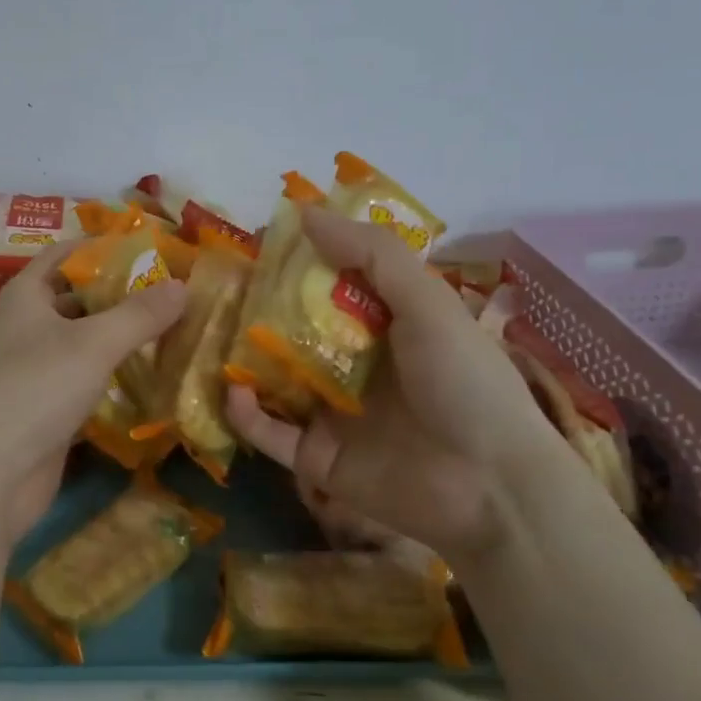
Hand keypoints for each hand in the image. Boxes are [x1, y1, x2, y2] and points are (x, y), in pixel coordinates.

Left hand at [0, 243, 187, 539]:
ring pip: (85, 342)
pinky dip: (116, 376)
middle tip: (175, 290)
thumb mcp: (92, 344)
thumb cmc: (34, 389)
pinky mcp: (48, 407)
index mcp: (26, 296)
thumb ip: (139, 314)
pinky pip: (88, 380)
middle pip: (79, 298)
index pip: (64, 254)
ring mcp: (36, 369)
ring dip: (122, 337)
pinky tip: (154, 375)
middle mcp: (27, 326)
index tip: (151, 248)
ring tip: (175, 328)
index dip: (103, 247)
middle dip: (122, 294)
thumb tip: (183, 285)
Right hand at [226, 205, 570, 563]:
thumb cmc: (464, 383)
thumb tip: (305, 213)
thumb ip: (372, 255)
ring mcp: (332, 414)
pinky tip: (232, 390)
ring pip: (273, 380)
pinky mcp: (315, 458)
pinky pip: (269, 433)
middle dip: (257, 311)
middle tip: (216, 289)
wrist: (491, 487)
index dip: (297, 265)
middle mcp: (354, 366)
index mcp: (384, 327)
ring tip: (209, 335)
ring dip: (242, 360)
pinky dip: (246, 414)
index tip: (257, 245)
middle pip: (294, 332)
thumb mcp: (427, 304)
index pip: (331, 287)